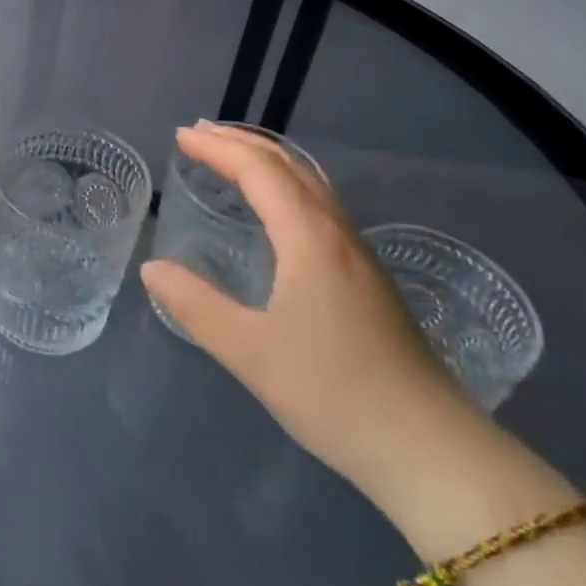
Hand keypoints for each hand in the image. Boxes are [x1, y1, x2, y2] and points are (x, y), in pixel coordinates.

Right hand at [140, 122, 492, 505]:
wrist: (432, 451)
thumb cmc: (335, 395)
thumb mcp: (251, 354)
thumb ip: (196, 306)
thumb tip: (152, 268)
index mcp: (309, 239)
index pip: (259, 170)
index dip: (218, 149)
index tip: (180, 137)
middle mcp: (337, 234)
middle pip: (288, 165)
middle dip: (242, 142)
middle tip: (199, 134)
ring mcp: (359, 255)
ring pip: (310, 183)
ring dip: (267, 160)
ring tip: (233, 158)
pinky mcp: (368, 279)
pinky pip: (320, 206)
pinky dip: (287, 185)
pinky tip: (278, 211)